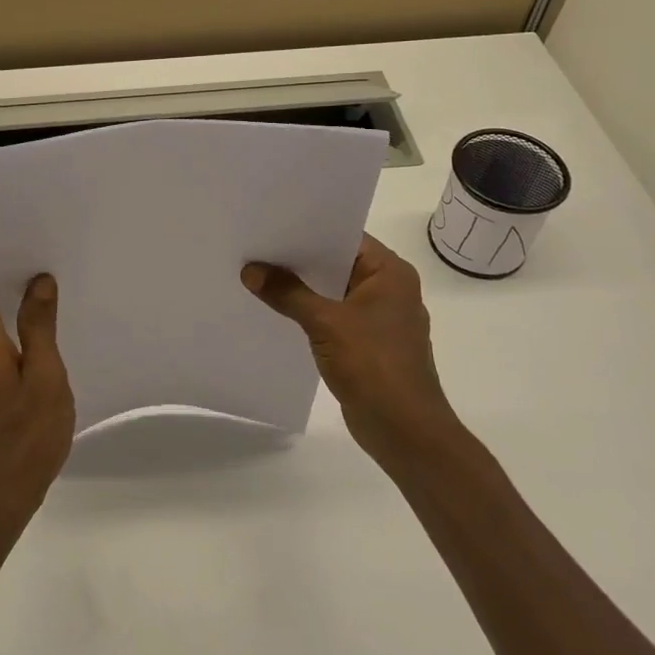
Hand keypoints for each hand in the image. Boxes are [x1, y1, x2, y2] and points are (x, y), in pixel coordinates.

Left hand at [0, 264, 75, 533]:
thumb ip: (39, 326)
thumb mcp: (45, 377)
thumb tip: (38, 280)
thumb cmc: (25, 437)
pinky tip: (42, 346)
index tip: (25, 256)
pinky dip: (10, 335)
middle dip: (7, 281)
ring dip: (11, 309)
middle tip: (49, 275)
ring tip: (52, 305)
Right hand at [243, 234, 459, 467]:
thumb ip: (287, 293)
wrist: (404, 430)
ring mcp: (379, 319)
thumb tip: (250, 270)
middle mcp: (389, 289)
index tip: (272, 224)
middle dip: (299, 260)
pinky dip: (309, 313)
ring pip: (333, 292)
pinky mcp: (368, 344)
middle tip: (256, 247)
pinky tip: (277, 312)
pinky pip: (333, 317)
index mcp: (390, 273)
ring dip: (302, 289)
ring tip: (259, 276)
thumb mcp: (325, 322)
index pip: (346, 237)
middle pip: (337, 263)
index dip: (309, 230)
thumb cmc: (374, 365)